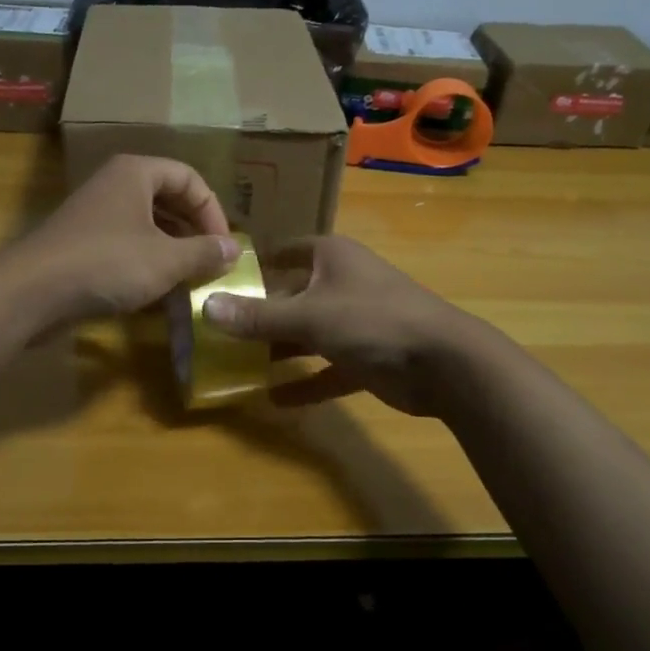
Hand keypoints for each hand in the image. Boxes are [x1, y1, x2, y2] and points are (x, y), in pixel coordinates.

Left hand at [10, 155, 238, 321]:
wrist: (32, 291)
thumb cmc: (107, 263)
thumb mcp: (166, 259)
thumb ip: (204, 252)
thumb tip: (234, 249)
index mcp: (136, 173)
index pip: (189, 179)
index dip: (213, 211)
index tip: (224, 247)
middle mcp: (115, 185)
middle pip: (168, 199)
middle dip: (194, 231)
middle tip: (211, 261)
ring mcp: (95, 215)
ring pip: (147, 224)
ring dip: (173, 249)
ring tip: (191, 279)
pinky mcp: (82, 244)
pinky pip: (126, 245)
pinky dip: (147, 262)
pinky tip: (159, 291)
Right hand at [201, 236, 480, 414]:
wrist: (443, 363)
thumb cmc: (372, 320)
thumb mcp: (309, 315)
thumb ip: (257, 315)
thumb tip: (206, 307)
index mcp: (331, 257)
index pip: (285, 251)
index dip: (254, 265)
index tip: (218, 282)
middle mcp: (341, 283)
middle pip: (291, 295)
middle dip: (258, 314)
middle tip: (217, 332)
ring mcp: (355, 321)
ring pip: (307, 333)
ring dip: (278, 349)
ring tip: (236, 365)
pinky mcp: (365, 357)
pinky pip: (326, 369)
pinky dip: (304, 383)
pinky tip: (274, 399)